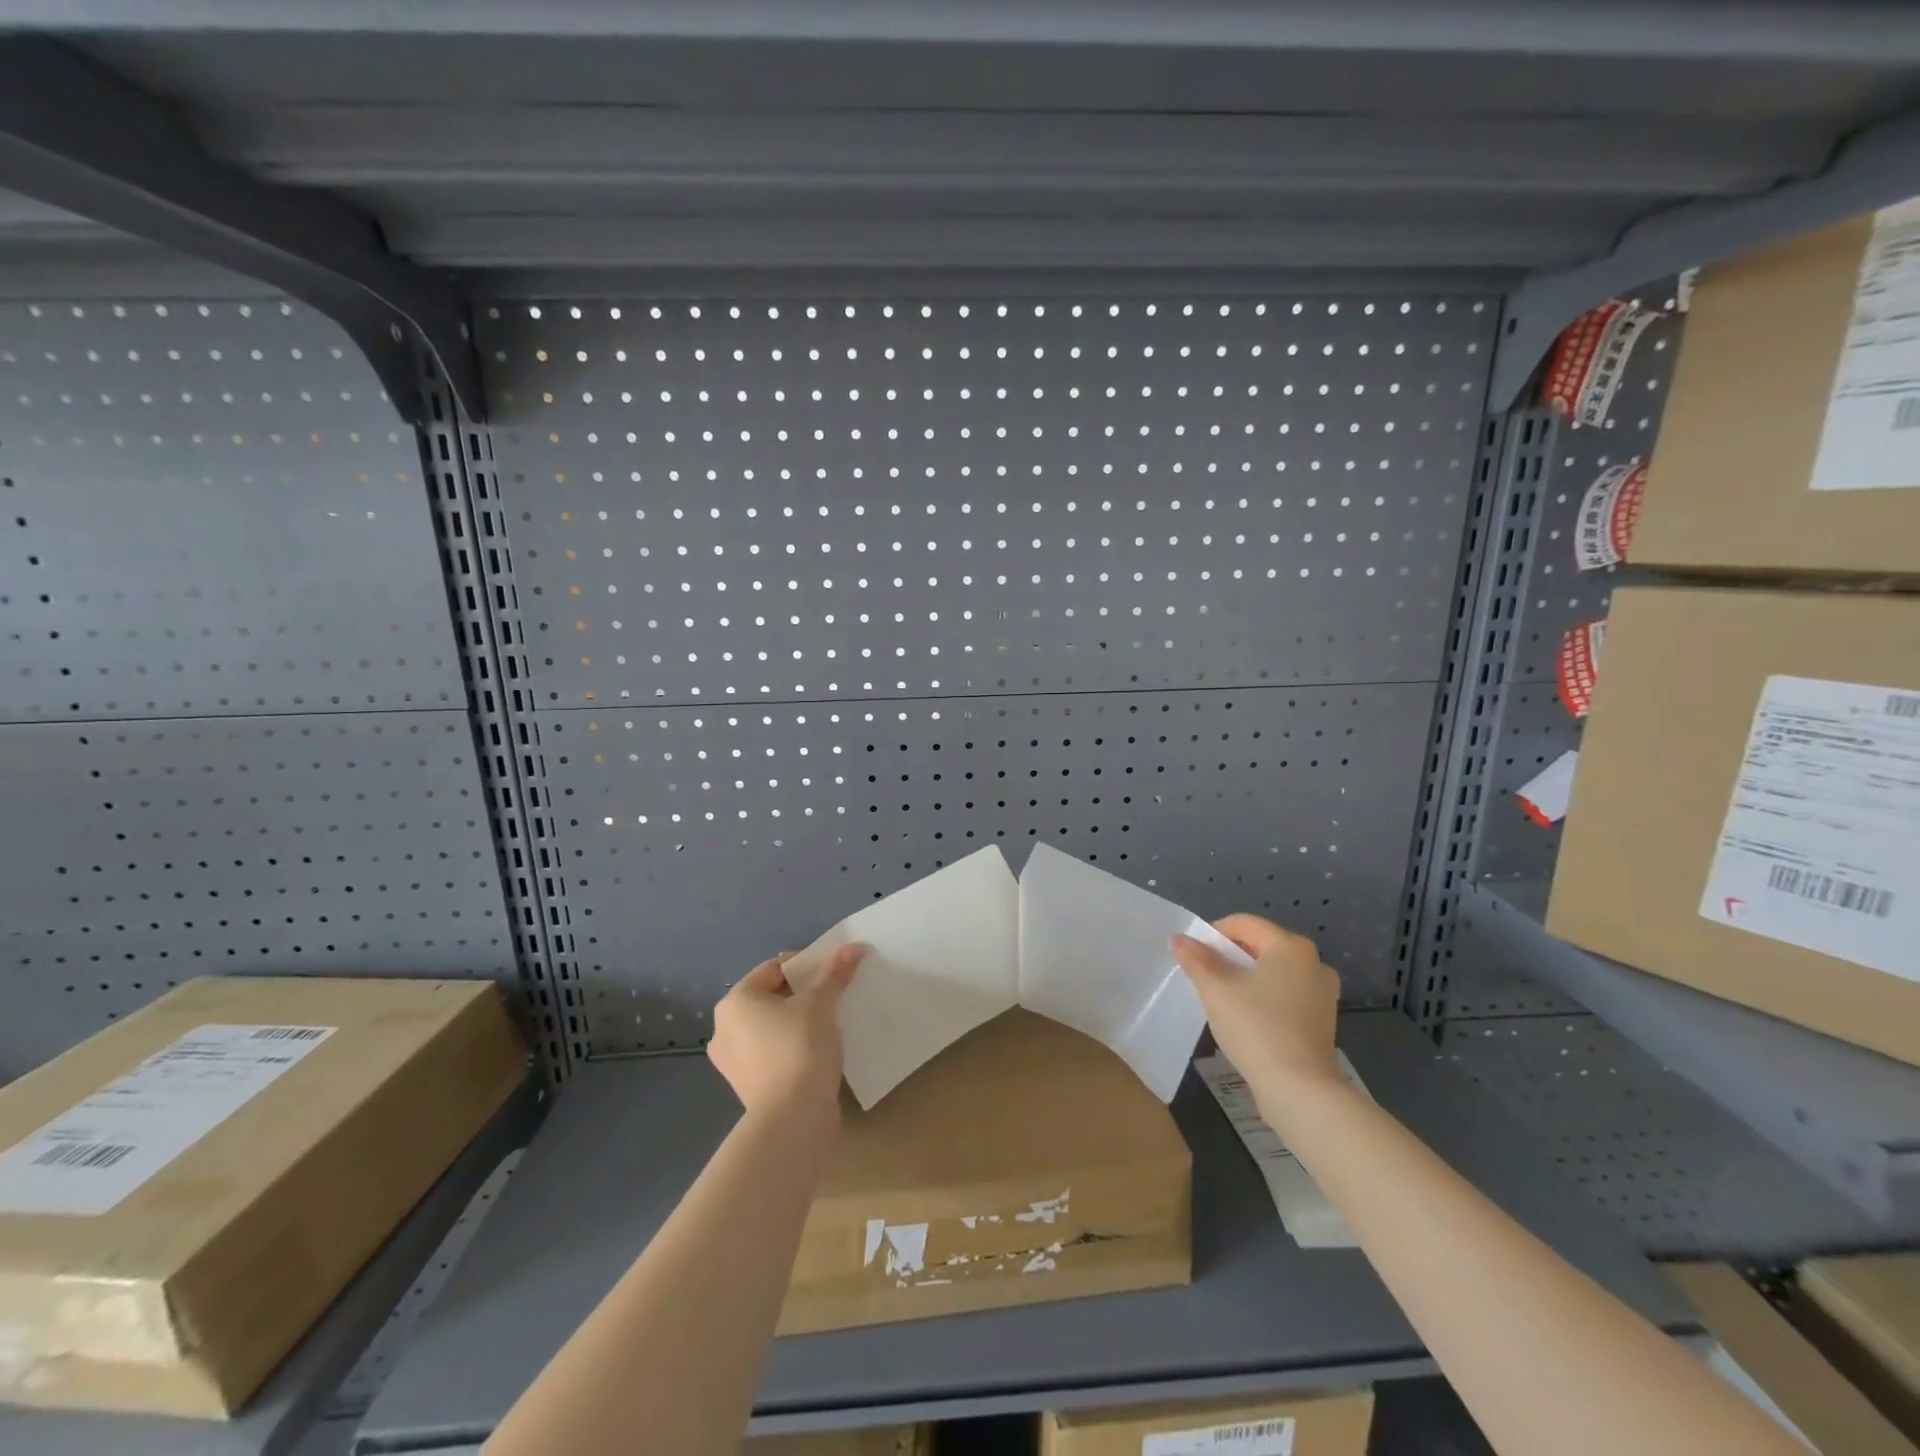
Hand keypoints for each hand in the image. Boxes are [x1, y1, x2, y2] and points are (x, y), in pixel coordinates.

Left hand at [708, 944, 863, 1114]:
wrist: (792, 1119)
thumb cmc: (800, 1048)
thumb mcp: (821, 1003)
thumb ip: (835, 973)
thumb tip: (854, 946)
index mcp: (735, 1002)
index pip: (773, 968)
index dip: (806, 964)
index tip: (833, 971)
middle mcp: (725, 1029)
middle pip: (771, 997)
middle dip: (803, 993)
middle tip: (834, 995)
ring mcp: (733, 1061)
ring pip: (772, 1026)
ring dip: (798, 1020)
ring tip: (830, 1021)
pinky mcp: (748, 1086)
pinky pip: (773, 1052)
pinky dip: (792, 1045)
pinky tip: (818, 1049)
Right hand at [1173, 913, 1340, 1101]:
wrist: (1300, 1090)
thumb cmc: (1256, 1029)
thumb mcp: (1216, 990)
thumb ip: (1196, 960)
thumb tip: (1180, 939)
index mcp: (1290, 946)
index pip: (1243, 923)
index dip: (1213, 934)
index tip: (1193, 956)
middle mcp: (1313, 962)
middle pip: (1260, 945)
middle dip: (1229, 957)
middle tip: (1204, 978)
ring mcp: (1322, 992)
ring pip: (1273, 971)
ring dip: (1246, 978)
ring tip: (1223, 999)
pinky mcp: (1322, 1019)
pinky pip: (1285, 994)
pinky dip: (1264, 997)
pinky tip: (1247, 1019)